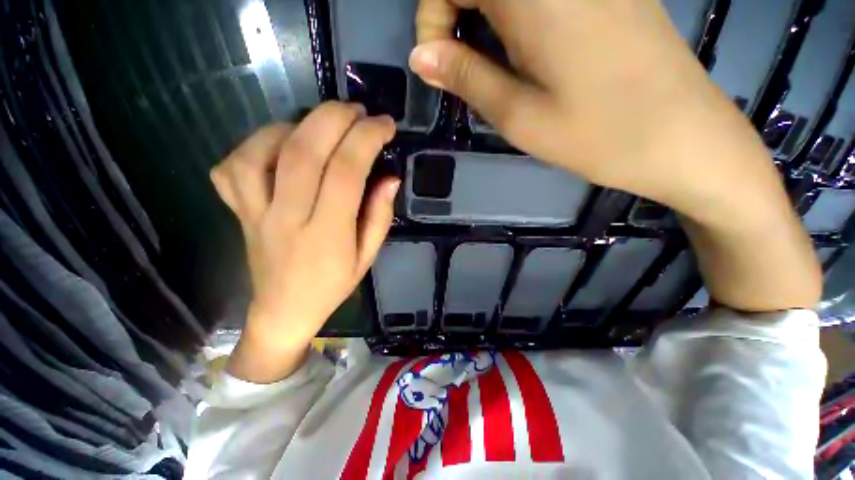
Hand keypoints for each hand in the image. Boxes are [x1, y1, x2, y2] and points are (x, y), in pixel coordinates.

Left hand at [210, 102, 397, 381]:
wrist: (283, 310)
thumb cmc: (333, 286)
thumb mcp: (367, 257)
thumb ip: (380, 216)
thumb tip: (390, 178)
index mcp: (328, 234)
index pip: (347, 173)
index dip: (367, 139)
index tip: (385, 125)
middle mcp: (288, 218)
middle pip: (304, 152)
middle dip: (334, 119)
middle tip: (357, 110)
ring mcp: (254, 213)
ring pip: (265, 151)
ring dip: (298, 125)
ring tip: (322, 125)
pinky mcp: (237, 211)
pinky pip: (234, 165)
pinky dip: (257, 142)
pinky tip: (281, 142)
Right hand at [411, 0, 779, 224]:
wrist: (681, 136)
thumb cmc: (595, 134)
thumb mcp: (517, 114)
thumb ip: (466, 77)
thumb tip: (421, 57)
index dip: (432, 17)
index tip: (438, 65)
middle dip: (454, 16)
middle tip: (463, 72)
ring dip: (484, 21)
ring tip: (493, 70)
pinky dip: (514, 18)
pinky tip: (525, 54)